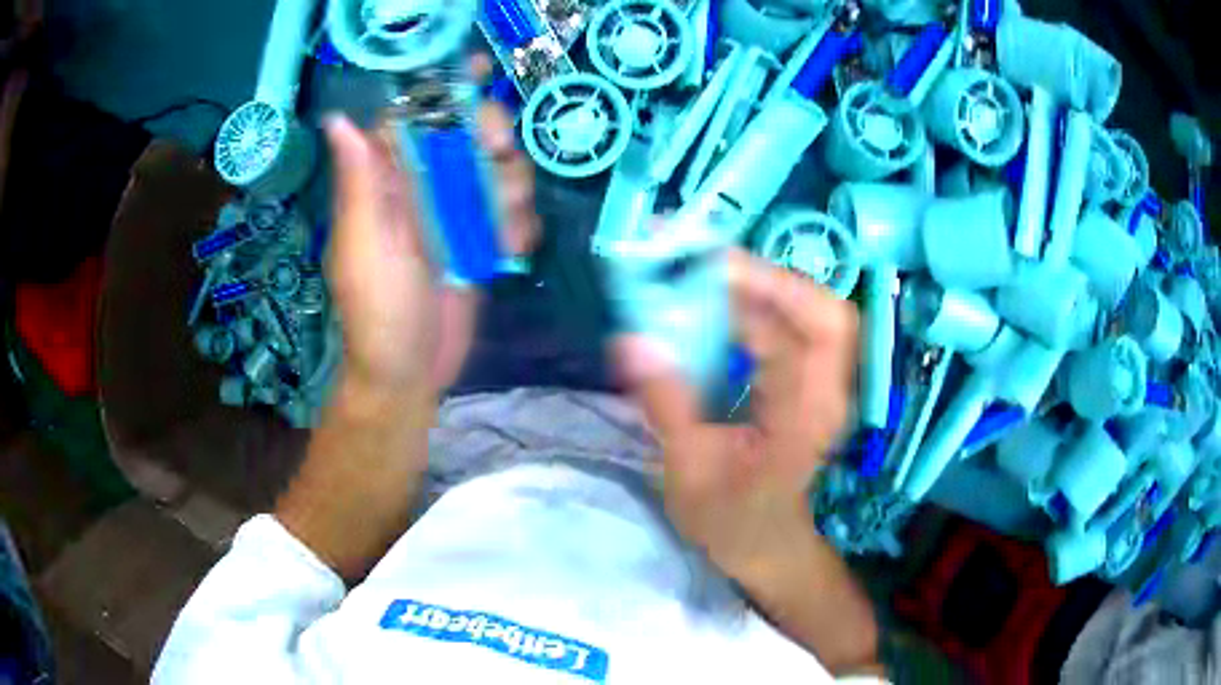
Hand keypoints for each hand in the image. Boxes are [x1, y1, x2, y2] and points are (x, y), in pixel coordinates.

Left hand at [323, 62, 538, 395]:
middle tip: (497, 161)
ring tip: (501, 231)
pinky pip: (515, 211)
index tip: (481, 80)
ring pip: (500, 169)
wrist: (411, 373)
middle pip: (471, 133)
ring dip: (512, 191)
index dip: (449, 92)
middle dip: (493, 141)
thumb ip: (359, 183)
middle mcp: (424, 187)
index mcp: (388, 181)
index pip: (418, 115)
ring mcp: (457, 213)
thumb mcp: (364, 246)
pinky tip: (508, 252)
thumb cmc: (378, 312)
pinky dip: (520, 226)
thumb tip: (338, 118)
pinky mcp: (483, 240)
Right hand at [617, 250, 857, 578]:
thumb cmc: (731, 522)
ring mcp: (827, 388)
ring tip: (706, 280)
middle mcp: (829, 394)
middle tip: (709, 267)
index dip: (757, 290)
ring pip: (814, 316)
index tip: (700, 267)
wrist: (768, 548)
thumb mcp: (689, 472)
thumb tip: (631, 341)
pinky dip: (763, 311)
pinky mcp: (813, 386)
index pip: (802, 334)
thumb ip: (666, 404)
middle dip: (770, 279)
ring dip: (764, 290)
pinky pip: (798, 332)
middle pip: (826, 312)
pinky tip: (722, 312)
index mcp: (805, 418)